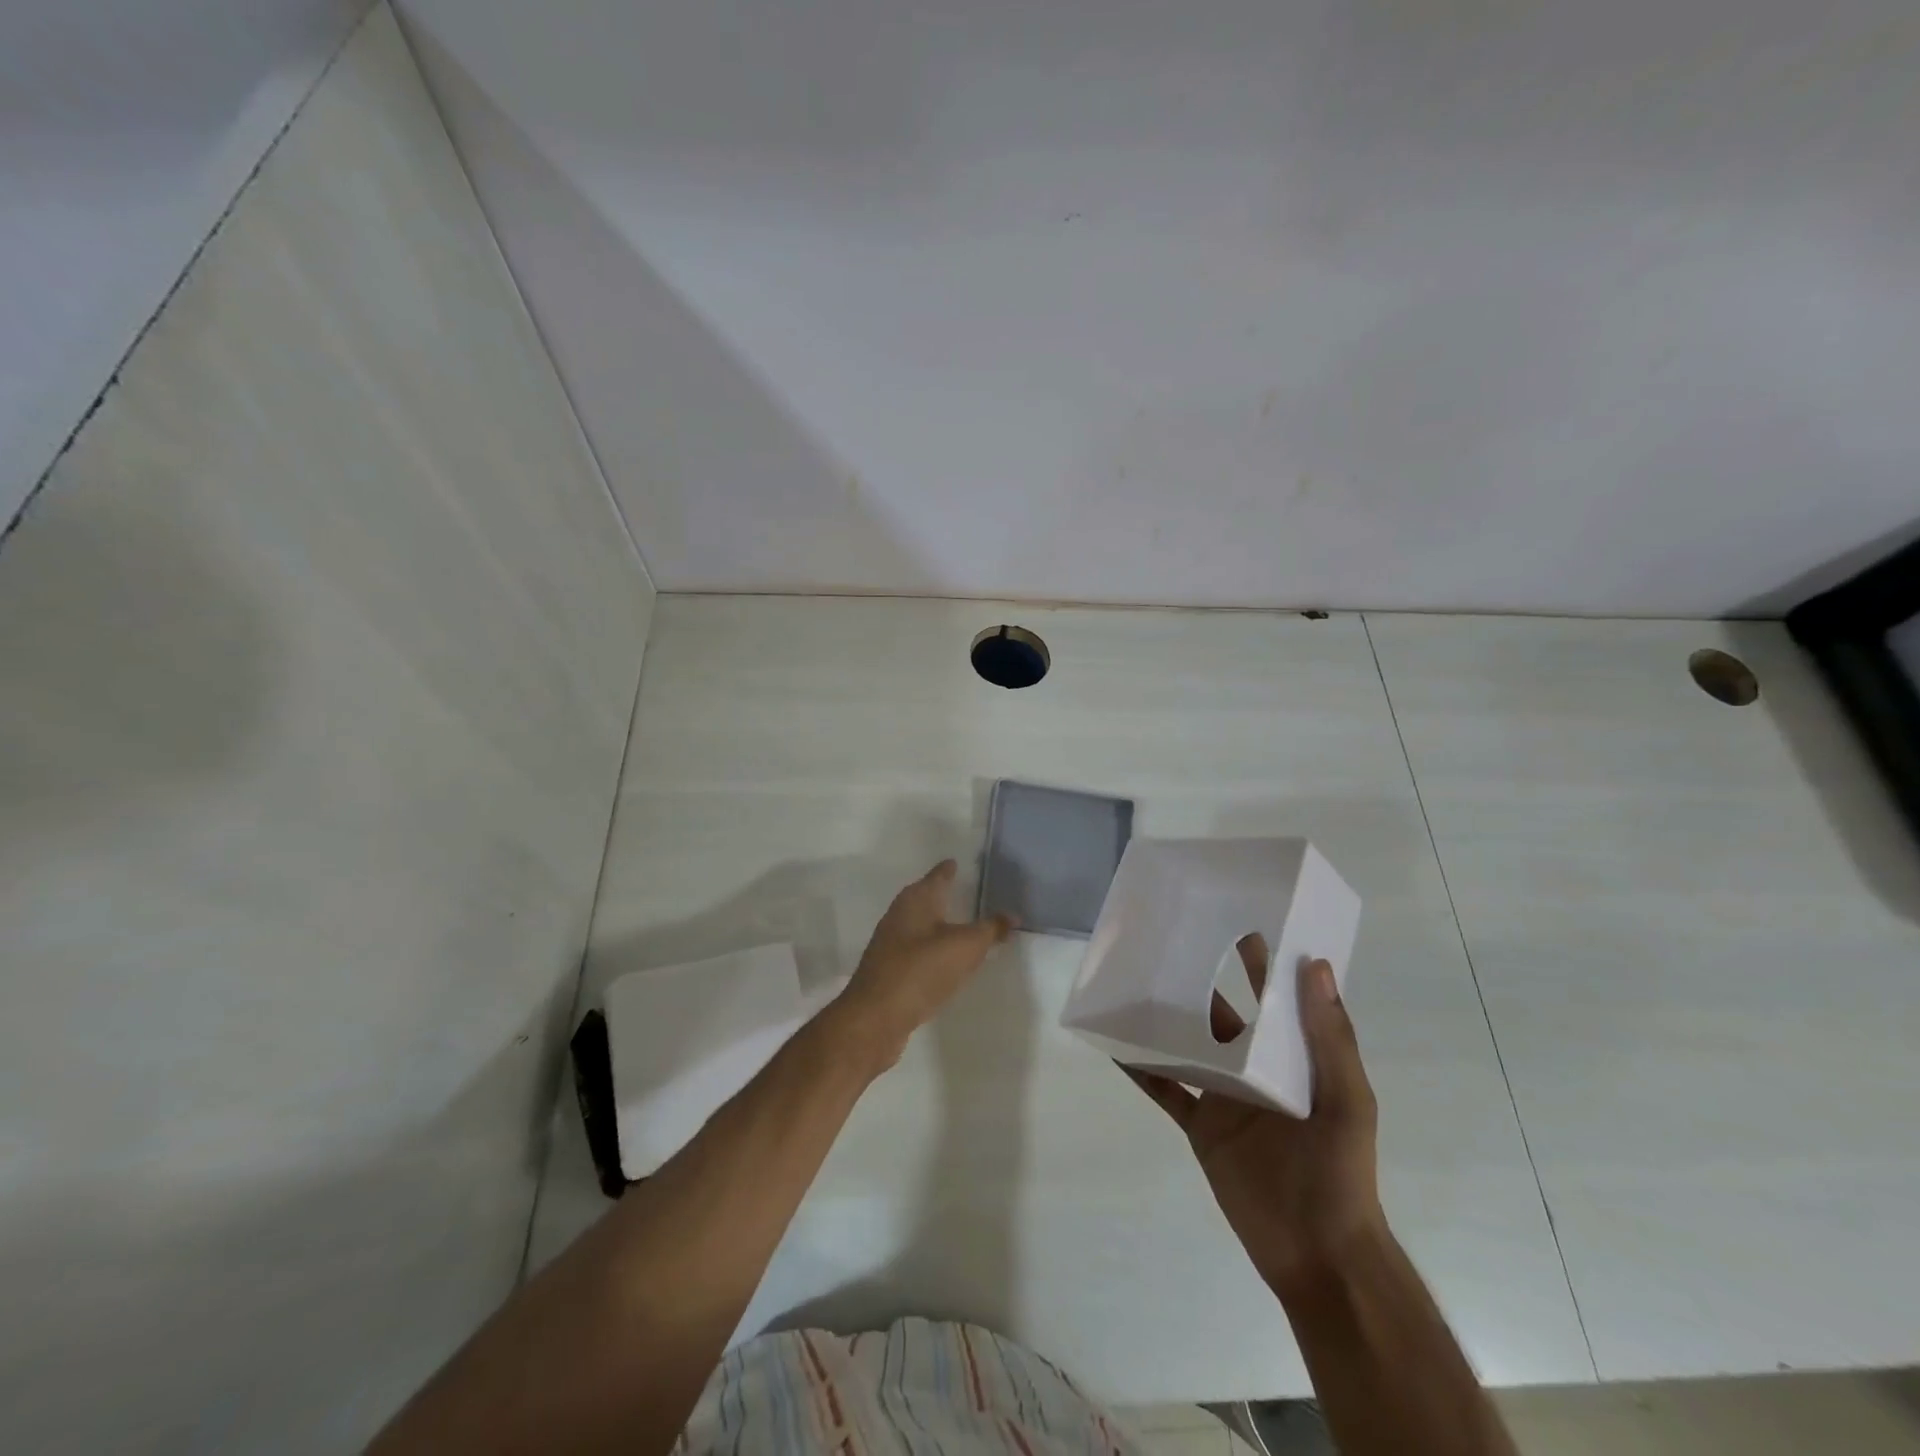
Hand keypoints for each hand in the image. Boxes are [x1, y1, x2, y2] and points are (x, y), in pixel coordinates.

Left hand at [829, 860, 1013, 1068]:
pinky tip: (942, 959)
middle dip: (941, 893)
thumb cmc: (922, 970)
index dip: (949, 869)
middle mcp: (900, 914)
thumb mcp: (966, 947)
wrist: (876, 1016)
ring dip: (936, 923)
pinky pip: (915, 949)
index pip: (937, 876)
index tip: (956, 861)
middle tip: (963, 890)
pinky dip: (931, 948)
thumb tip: (1013, 915)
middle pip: (924, 897)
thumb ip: (990, 929)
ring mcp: (890, 942)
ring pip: (919, 924)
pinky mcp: (888, 968)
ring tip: (958, 924)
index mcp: (917, 899)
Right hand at [1123, 940, 1386, 1294]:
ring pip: (1187, 1045)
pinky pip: (1165, 1089)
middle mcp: (1255, 1067)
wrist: (1318, 1256)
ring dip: (1164, 1019)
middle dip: (1198, 979)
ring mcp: (1224, 1096)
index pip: (1273, 996)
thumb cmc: (1339, 1172)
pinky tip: (1116, 1045)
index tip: (1235, 916)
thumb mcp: (1345, 1100)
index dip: (1259, 959)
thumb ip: (1329, 1037)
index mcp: (1293, 1057)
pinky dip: (1141, 1069)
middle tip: (1164, 941)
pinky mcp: (1200, 1126)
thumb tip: (1315, 964)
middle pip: (1221, 1013)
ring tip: (1131, 983)